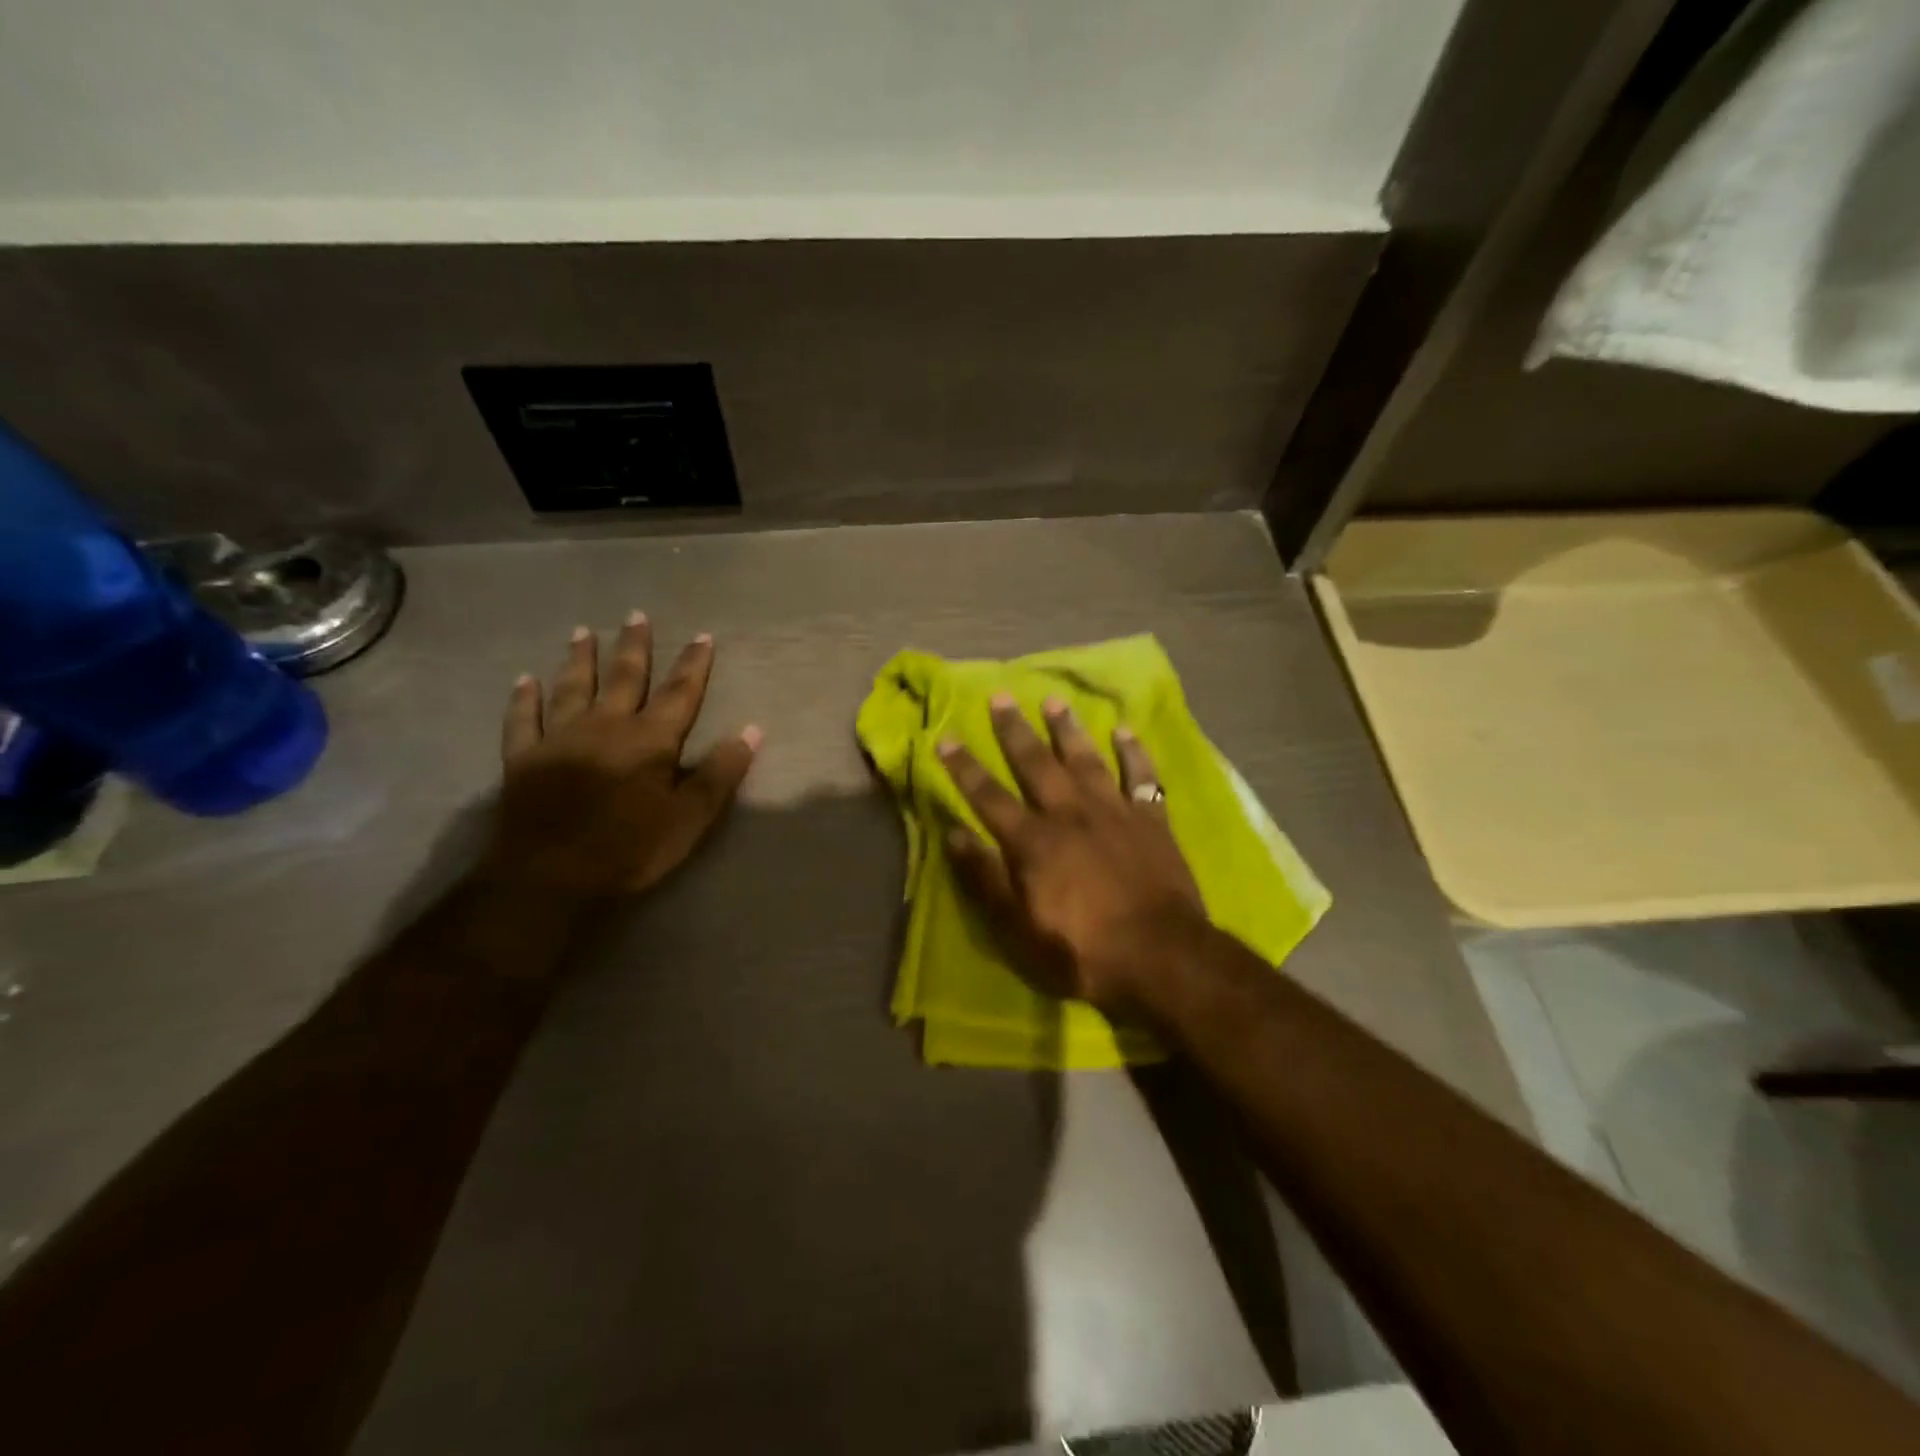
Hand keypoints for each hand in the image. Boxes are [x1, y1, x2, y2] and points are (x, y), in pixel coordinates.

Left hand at [482, 614, 760, 899]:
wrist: (548, 876)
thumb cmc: (629, 849)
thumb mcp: (689, 818)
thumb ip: (720, 773)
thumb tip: (753, 730)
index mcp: (649, 740)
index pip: (680, 694)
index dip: (694, 665)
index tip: (702, 636)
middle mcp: (606, 726)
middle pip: (625, 678)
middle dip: (634, 647)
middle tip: (636, 615)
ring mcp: (560, 739)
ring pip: (573, 688)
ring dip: (581, 659)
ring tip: (583, 633)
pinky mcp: (523, 759)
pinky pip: (523, 720)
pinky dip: (523, 699)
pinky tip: (524, 680)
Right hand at [939, 693, 1210, 1017]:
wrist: (1160, 955)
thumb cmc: (1082, 950)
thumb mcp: (1018, 927)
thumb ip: (986, 878)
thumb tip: (954, 834)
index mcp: (1033, 841)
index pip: (988, 796)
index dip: (964, 767)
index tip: (946, 737)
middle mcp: (1069, 814)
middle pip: (1036, 764)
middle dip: (1014, 731)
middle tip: (1000, 697)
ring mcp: (1113, 812)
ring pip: (1086, 760)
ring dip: (1068, 729)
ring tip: (1054, 701)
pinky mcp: (1151, 820)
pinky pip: (1141, 776)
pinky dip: (1134, 753)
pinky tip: (1125, 731)